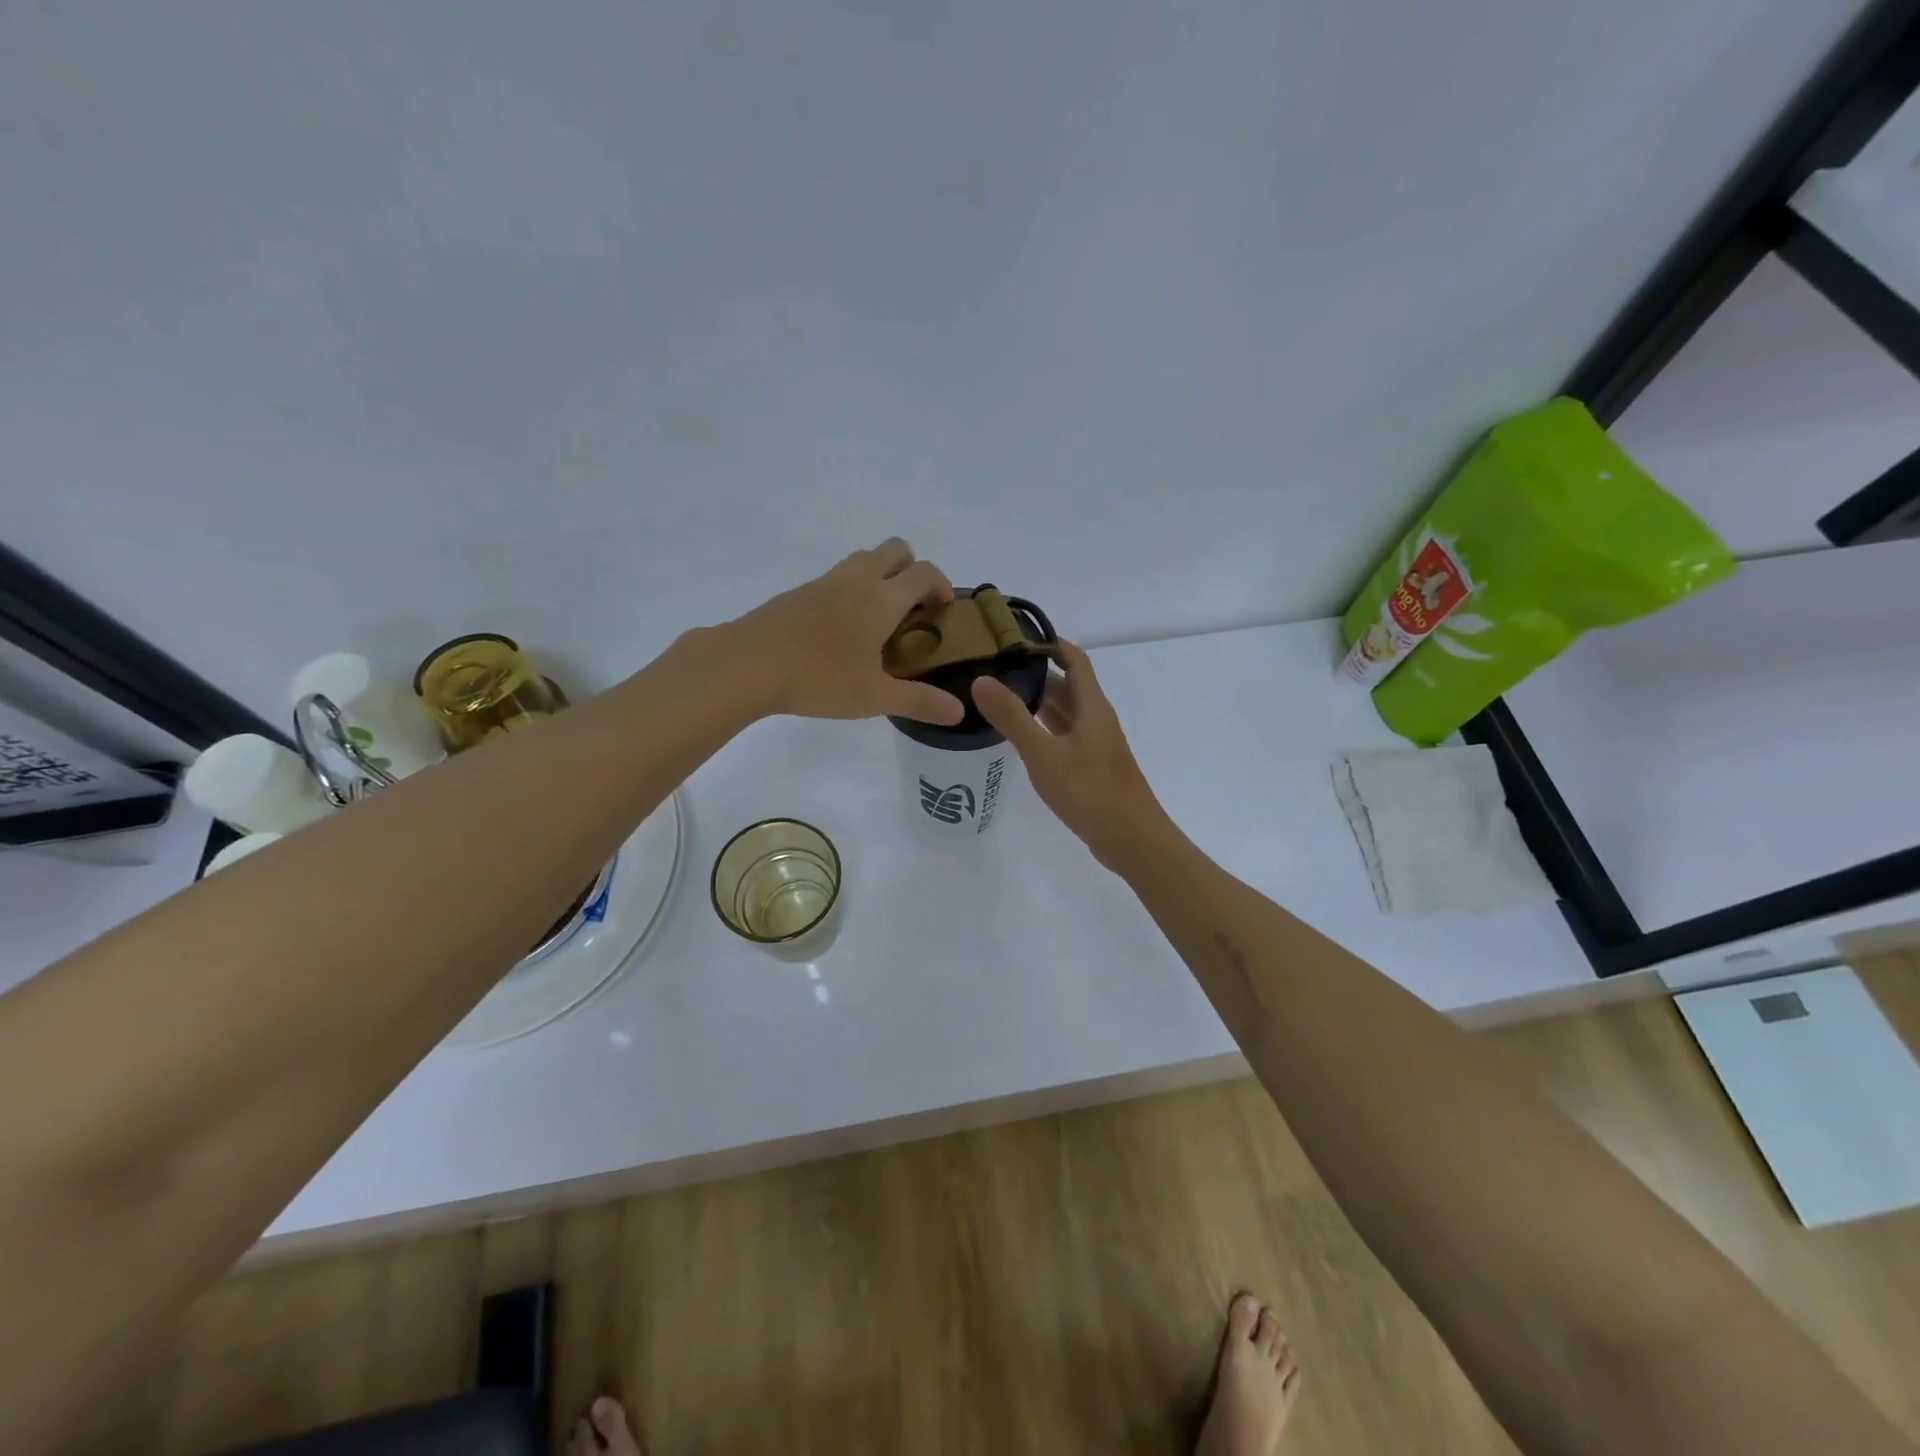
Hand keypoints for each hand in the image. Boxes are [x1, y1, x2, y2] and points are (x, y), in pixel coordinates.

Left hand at [725, 539, 965, 724]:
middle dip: (913, 569)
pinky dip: (852, 589)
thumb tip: (958, 711)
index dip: (942, 585)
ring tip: (879, 618)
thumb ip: (919, 701)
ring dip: (881, 574)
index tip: (944, 610)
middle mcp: (857, 580)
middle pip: (896, 549)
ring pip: (864, 558)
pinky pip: (837, 576)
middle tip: (913, 608)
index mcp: (882, 599)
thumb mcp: (874, 696)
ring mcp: (825, 581)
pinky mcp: (799, 592)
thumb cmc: (818, 677)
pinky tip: (841, 629)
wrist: (747, 664)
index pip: (924, 572)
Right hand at [971, 641, 1165, 868]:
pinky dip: (1043, 729)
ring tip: (999, 697)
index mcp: (1092, 706)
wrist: (1131, 840)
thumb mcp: (1044, 754)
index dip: (1049, 643)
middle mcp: (1096, 719)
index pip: (1074, 659)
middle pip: (1067, 685)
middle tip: (995, 668)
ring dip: (1038, 703)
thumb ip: (1012, 717)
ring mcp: (1096, 745)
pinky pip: (1064, 736)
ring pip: (1065, 713)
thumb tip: (981, 679)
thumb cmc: (1089, 791)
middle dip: (1035, 674)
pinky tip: (1020, 737)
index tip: (1014, 636)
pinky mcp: (1091, 767)